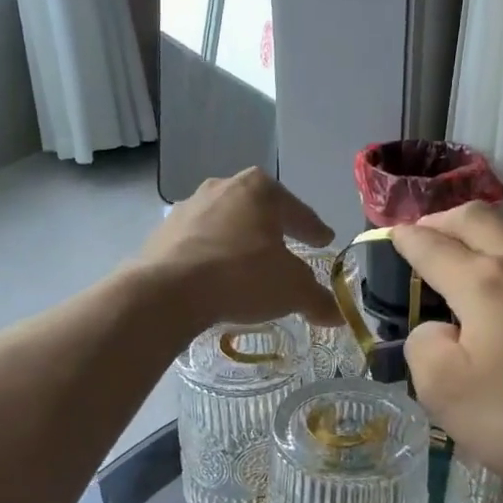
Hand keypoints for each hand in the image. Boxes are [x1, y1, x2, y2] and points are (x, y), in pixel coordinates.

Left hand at [135, 169, 344, 331]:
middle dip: (274, 230)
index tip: (324, 240)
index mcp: (261, 190)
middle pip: (259, 211)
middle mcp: (223, 187)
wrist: (168, 291)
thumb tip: (338, 316)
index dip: (314, 229)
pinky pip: (200, 243)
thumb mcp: (292, 291)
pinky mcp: (163, 231)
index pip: (298, 211)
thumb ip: (318, 300)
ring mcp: (189, 207)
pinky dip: (213, 255)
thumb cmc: (242, 276)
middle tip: (289, 248)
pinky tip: (217, 276)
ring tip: (250, 265)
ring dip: (240, 242)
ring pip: (226, 224)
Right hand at [392, 204, 502, 502]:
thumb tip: (438, 329)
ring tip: (499, 293)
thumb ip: (424, 348)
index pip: (432, 246)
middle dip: (446, 220)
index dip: (406, 238)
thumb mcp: (447, 395)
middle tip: (432, 232)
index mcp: (486, 284)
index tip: (393, 235)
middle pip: (481, 220)